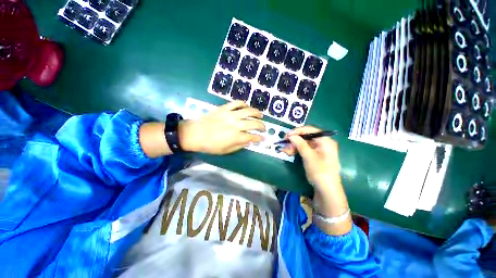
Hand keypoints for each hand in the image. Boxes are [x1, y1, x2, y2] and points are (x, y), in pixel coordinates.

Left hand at [179, 101, 264, 154]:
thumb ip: (239, 145)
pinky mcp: (224, 108)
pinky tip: (247, 108)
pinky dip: (244, 104)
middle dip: (262, 126)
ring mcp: (230, 115)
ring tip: (260, 116)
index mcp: (235, 137)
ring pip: (248, 111)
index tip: (262, 138)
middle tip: (264, 128)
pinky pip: (237, 103)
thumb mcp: (226, 150)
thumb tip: (249, 141)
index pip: (252, 137)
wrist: (194, 134)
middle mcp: (235, 125)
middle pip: (254, 123)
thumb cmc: (210, 145)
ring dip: (257, 113)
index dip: (259, 138)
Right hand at [283, 126, 351, 234]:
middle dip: (295, 140)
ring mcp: (320, 149)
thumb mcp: (309, 156)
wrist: (327, 190)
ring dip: (294, 146)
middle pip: (306, 137)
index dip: (297, 131)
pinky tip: (291, 153)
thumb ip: (300, 143)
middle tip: (285, 144)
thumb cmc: (319, 171)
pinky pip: (305, 149)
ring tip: (286, 151)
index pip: (310, 130)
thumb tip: (291, 135)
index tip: (287, 135)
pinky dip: (297, 150)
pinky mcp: (316, 156)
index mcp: (325, 140)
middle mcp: (323, 143)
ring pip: (304, 143)